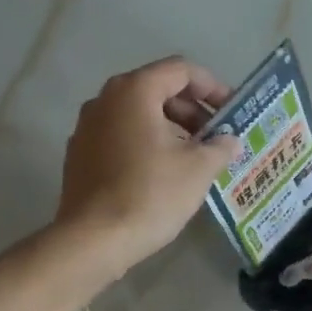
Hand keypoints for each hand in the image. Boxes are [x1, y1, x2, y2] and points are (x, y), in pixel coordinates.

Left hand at [54, 57, 242, 279]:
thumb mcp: (198, 169)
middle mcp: (105, 100)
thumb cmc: (150, 194)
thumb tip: (230, 141)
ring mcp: (86, 127)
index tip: (232, 111)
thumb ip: (220, 147)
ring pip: (137, 115)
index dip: (212, 87)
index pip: (180, 70)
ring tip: (195, 157)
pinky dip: (145, 144)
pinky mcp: (79, 155)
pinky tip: (162, 173)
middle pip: (157, 89)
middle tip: (217, 137)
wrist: (93, 240)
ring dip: (170, 128)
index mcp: (134, 91)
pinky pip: (120, 136)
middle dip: (191, 110)